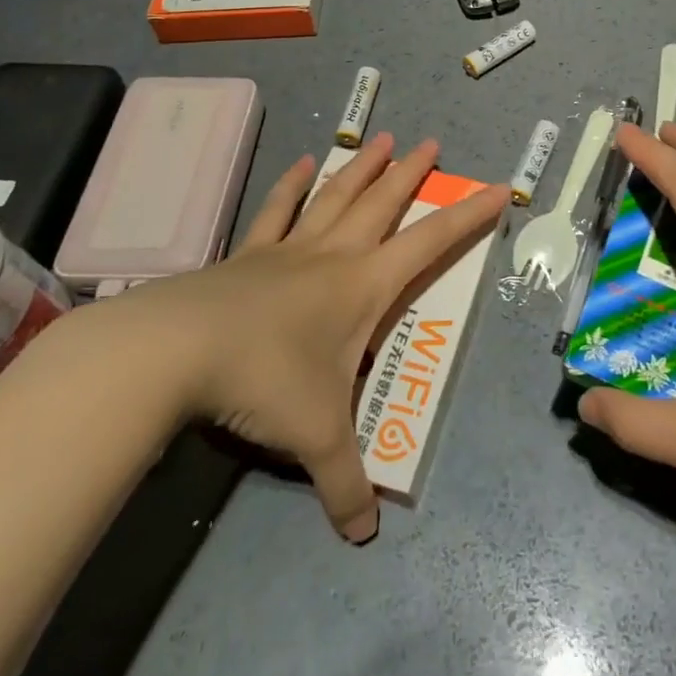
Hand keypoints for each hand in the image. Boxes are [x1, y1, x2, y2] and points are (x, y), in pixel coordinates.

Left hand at [82, 133, 506, 542]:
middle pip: (382, 204)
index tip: (498, 187)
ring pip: (335, 196)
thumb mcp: (316, 437)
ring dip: (361, 167)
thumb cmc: (265, 380)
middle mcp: (333, 256)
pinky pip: (275, 212)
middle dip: (411, 174)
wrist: (177, 350)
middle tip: (430, 142)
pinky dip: (291, 186)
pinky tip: (302, 163)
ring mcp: (288, 249)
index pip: (431, 243)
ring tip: (381, 137)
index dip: (468, 217)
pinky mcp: (247, 254)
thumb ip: (345, 484)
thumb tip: (362, 538)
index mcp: (364, 285)